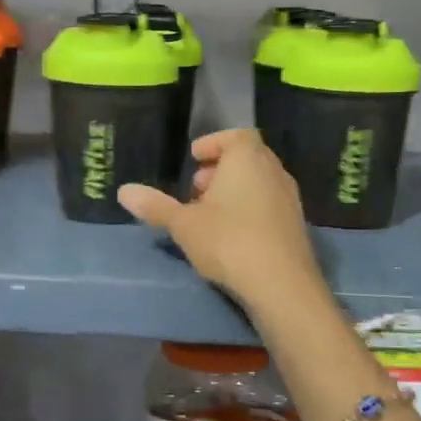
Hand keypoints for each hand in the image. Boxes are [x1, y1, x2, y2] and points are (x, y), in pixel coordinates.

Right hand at [117, 129, 320, 304]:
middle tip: (197, 188)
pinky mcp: (297, 224)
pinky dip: (250, 207)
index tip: (194, 158)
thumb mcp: (183, 224)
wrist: (282, 285)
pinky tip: (232, 234)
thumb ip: (155, 206)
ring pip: (259, 181)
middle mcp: (273, 170)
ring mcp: (289, 197)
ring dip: (235, 189)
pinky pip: (269, 203)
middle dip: (220, 168)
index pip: (235, 135)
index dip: (213, 143)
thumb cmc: (229, 242)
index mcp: (247, 158)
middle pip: (247, 157)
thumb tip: (124, 191)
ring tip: (210, 213)